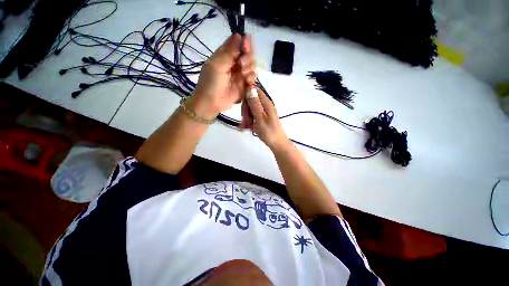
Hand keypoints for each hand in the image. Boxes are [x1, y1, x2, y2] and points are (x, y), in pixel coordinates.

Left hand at [189, 34, 255, 119]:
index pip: (237, 43)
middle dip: (247, 57)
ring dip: (249, 68)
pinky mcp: (244, 85)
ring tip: (243, 74)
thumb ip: (229, 52)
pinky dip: (251, 78)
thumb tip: (239, 35)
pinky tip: (248, 81)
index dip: (244, 42)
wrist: (211, 103)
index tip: (246, 46)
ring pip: (251, 65)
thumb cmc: (210, 83)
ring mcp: (240, 75)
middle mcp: (234, 63)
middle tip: (242, 64)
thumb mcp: (217, 65)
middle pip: (247, 54)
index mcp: (225, 55)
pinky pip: (252, 78)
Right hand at [245, 89, 290, 150]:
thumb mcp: (260, 118)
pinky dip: (249, 121)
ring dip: (246, 117)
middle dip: (245, 110)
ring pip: (251, 109)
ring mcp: (264, 112)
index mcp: (266, 103)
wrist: (277, 144)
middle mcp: (265, 105)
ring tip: (245, 127)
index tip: (241, 103)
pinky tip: (248, 128)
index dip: (246, 94)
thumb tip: (250, 89)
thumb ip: (255, 104)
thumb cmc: (269, 132)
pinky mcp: (262, 118)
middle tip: (244, 121)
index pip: (255, 90)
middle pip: (251, 101)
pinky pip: (253, 115)